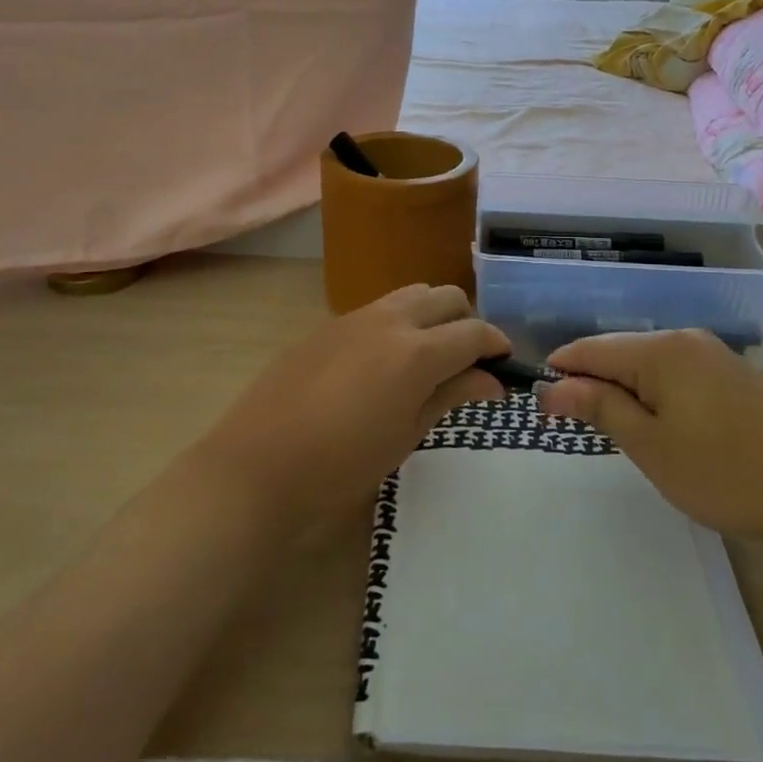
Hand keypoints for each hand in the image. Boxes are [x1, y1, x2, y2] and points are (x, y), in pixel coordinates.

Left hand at [190, 284, 507, 541]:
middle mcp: (390, 320)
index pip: (474, 333)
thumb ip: (451, 397)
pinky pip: (379, 308)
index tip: (505, 365)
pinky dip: (399, 321)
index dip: (497, 345)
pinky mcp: (328, 325)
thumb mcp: (406, 435)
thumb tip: (491, 380)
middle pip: (447, 297)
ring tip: (429, 356)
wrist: (257, 467)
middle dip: (468, 322)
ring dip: (433, 315)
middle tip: (468, 362)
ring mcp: (355, 317)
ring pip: (412, 294)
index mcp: (416, 352)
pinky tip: (386, 361)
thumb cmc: (341, 466)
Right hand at [536, 328, 762, 545]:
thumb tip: (550, 387)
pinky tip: (661, 425)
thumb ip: (598, 408)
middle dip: (592, 383)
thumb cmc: (721, 471)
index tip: (540, 405)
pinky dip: (655, 394)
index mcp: (660, 350)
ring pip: (648, 364)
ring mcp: (713, 354)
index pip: (591, 350)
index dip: (560, 373)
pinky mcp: (733, 374)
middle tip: (576, 428)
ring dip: (625, 391)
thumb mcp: (648, 444)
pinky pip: (676, 373)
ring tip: (618, 431)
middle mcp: (685, 339)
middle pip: (619, 352)